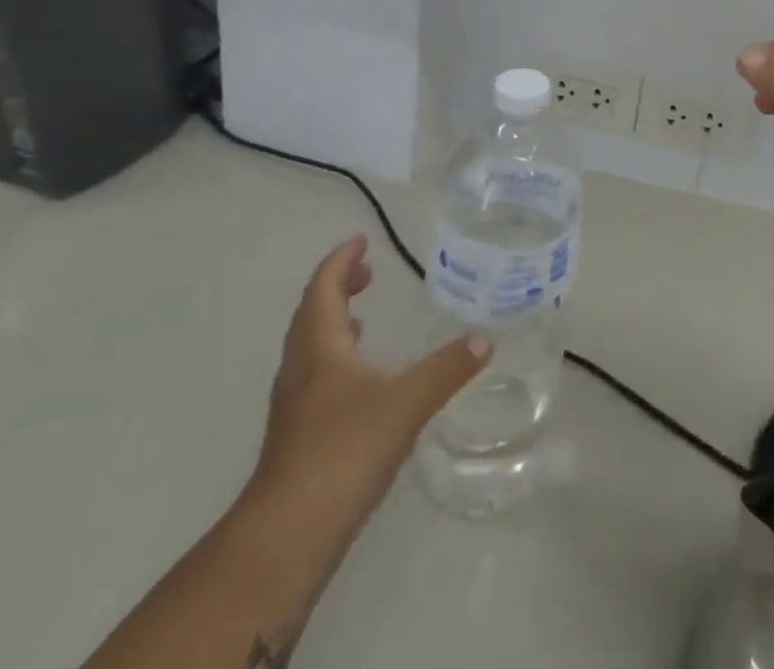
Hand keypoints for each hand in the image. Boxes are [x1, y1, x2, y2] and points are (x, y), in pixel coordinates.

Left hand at [249, 235, 488, 523]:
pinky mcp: (298, 434)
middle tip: (367, 272)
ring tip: (363, 317)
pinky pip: (315, 374)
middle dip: (338, 286)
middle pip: (313, 312)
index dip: (341, 260)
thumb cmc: (344, 451)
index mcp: (319, 345)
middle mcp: (300, 366)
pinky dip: (336, 358)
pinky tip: (360, 380)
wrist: (288, 534)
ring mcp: (294, 403)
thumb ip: (448, 368)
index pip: (324, 287)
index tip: (362, 240)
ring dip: (335, 322)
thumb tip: (485, 338)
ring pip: (311, 345)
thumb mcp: (406, 403)